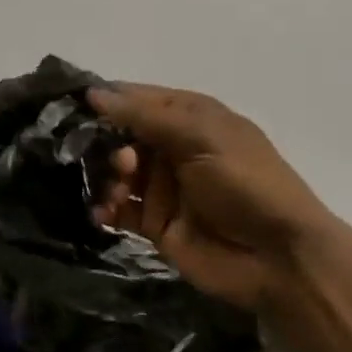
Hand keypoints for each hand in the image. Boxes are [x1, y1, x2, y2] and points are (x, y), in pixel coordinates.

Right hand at [89, 84, 337, 314]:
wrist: (279, 258)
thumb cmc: (246, 184)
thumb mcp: (201, 138)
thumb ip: (145, 117)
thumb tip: (94, 93)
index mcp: (191, 118)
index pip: (140, 99)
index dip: (108, 100)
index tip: (73, 104)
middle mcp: (174, 148)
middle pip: (122, 136)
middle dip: (105, 143)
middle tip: (117, 161)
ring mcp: (164, 187)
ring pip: (117, 173)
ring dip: (106, 177)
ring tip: (118, 191)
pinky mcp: (156, 223)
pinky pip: (119, 209)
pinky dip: (106, 208)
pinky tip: (103, 213)